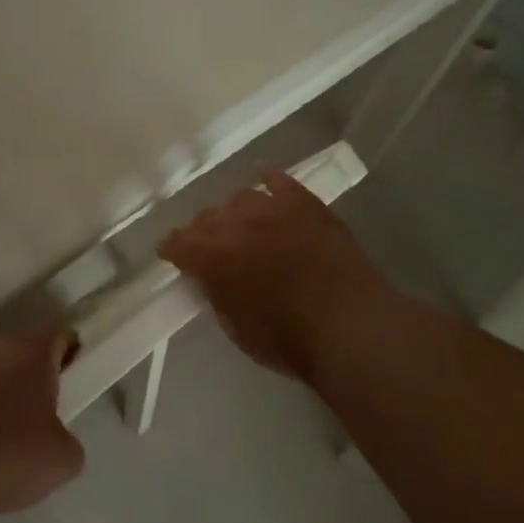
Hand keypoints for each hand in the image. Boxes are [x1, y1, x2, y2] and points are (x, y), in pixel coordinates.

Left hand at [0, 327, 85, 520]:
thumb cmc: (2, 454)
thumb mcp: (60, 461)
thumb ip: (68, 442)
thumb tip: (56, 438)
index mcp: (30, 350)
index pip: (60, 335)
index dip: (72, 354)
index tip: (74, 381)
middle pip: (21, 353)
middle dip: (32, 380)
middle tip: (40, 419)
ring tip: (0, 441)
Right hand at [157, 171, 393, 382]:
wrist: (353, 327)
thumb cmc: (291, 341)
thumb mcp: (238, 330)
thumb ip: (217, 296)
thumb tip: (210, 278)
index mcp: (213, 257)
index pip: (180, 243)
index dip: (172, 249)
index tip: (170, 254)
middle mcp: (236, 224)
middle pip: (207, 217)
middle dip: (201, 231)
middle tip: (206, 246)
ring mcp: (273, 209)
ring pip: (240, 198)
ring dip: (233, 212)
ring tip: (238, 224)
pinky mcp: (306, 204)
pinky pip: (280, 182)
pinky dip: (269, 181)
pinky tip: (265, 182)